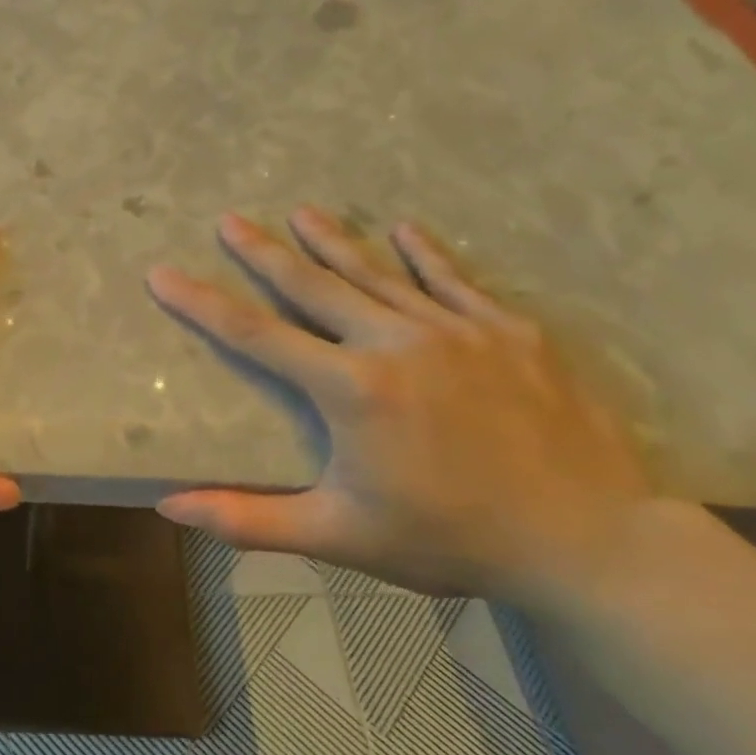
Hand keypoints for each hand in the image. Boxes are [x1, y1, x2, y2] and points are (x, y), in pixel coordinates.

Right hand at [147, 207, 654, 606]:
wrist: (592, 543)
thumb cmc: (451, 539)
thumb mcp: (339, 537)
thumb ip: (249, 519)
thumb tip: (168, 507)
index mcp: (351, 389)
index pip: (256, 335)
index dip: (202, 303)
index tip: (163, 274)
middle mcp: (396, 343)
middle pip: (314, 286)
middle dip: (264, 252)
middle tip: (230, 219)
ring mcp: (457, 331)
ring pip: (380, 273)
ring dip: (335, 241)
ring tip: (301, 211)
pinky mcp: (510, 332)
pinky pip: (456, 281)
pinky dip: (427, 254)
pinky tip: (406, 229)